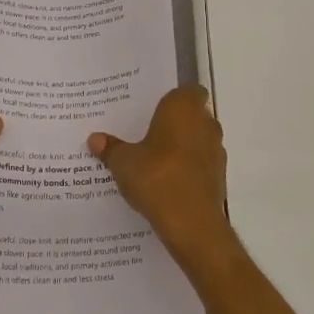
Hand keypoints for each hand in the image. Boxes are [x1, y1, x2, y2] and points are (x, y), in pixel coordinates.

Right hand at [88, 85, 232, 259]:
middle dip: (175, 124)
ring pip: (198, 140)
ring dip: (183, 147)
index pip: (188, 91)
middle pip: (193, 115)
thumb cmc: (156, 177)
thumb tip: (94, 139)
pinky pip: (201, 165)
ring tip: (155, 161)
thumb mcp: (124, 162)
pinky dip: (189, 169)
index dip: (174, 99)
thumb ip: (111, 148)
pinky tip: (167, 183)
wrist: (191, 222)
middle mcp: (205, 123)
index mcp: (183, 108)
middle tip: (148, 134)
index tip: (155, 110)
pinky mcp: (219, 177)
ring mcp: (216, 151)